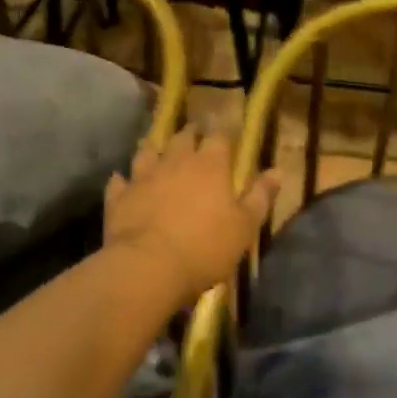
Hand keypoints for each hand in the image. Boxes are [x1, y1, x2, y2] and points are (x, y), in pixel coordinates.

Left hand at [104, 127, 280, 305]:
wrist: (148, 268)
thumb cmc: (206, 247)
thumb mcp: (245, 226)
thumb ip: (260, 196)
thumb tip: (278, 170)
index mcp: (211, 165)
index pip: (220, 136)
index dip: (224, 131)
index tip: (227, 129)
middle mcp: (176, 161)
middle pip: (182, 137)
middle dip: (190, 133)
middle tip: (194, 133)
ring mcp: (143, 176)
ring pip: (147, 151)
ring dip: (154, 148)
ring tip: (158, 148)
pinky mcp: (119, 196)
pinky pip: (119, 181)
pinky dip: (123, 179)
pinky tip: (123, 180)